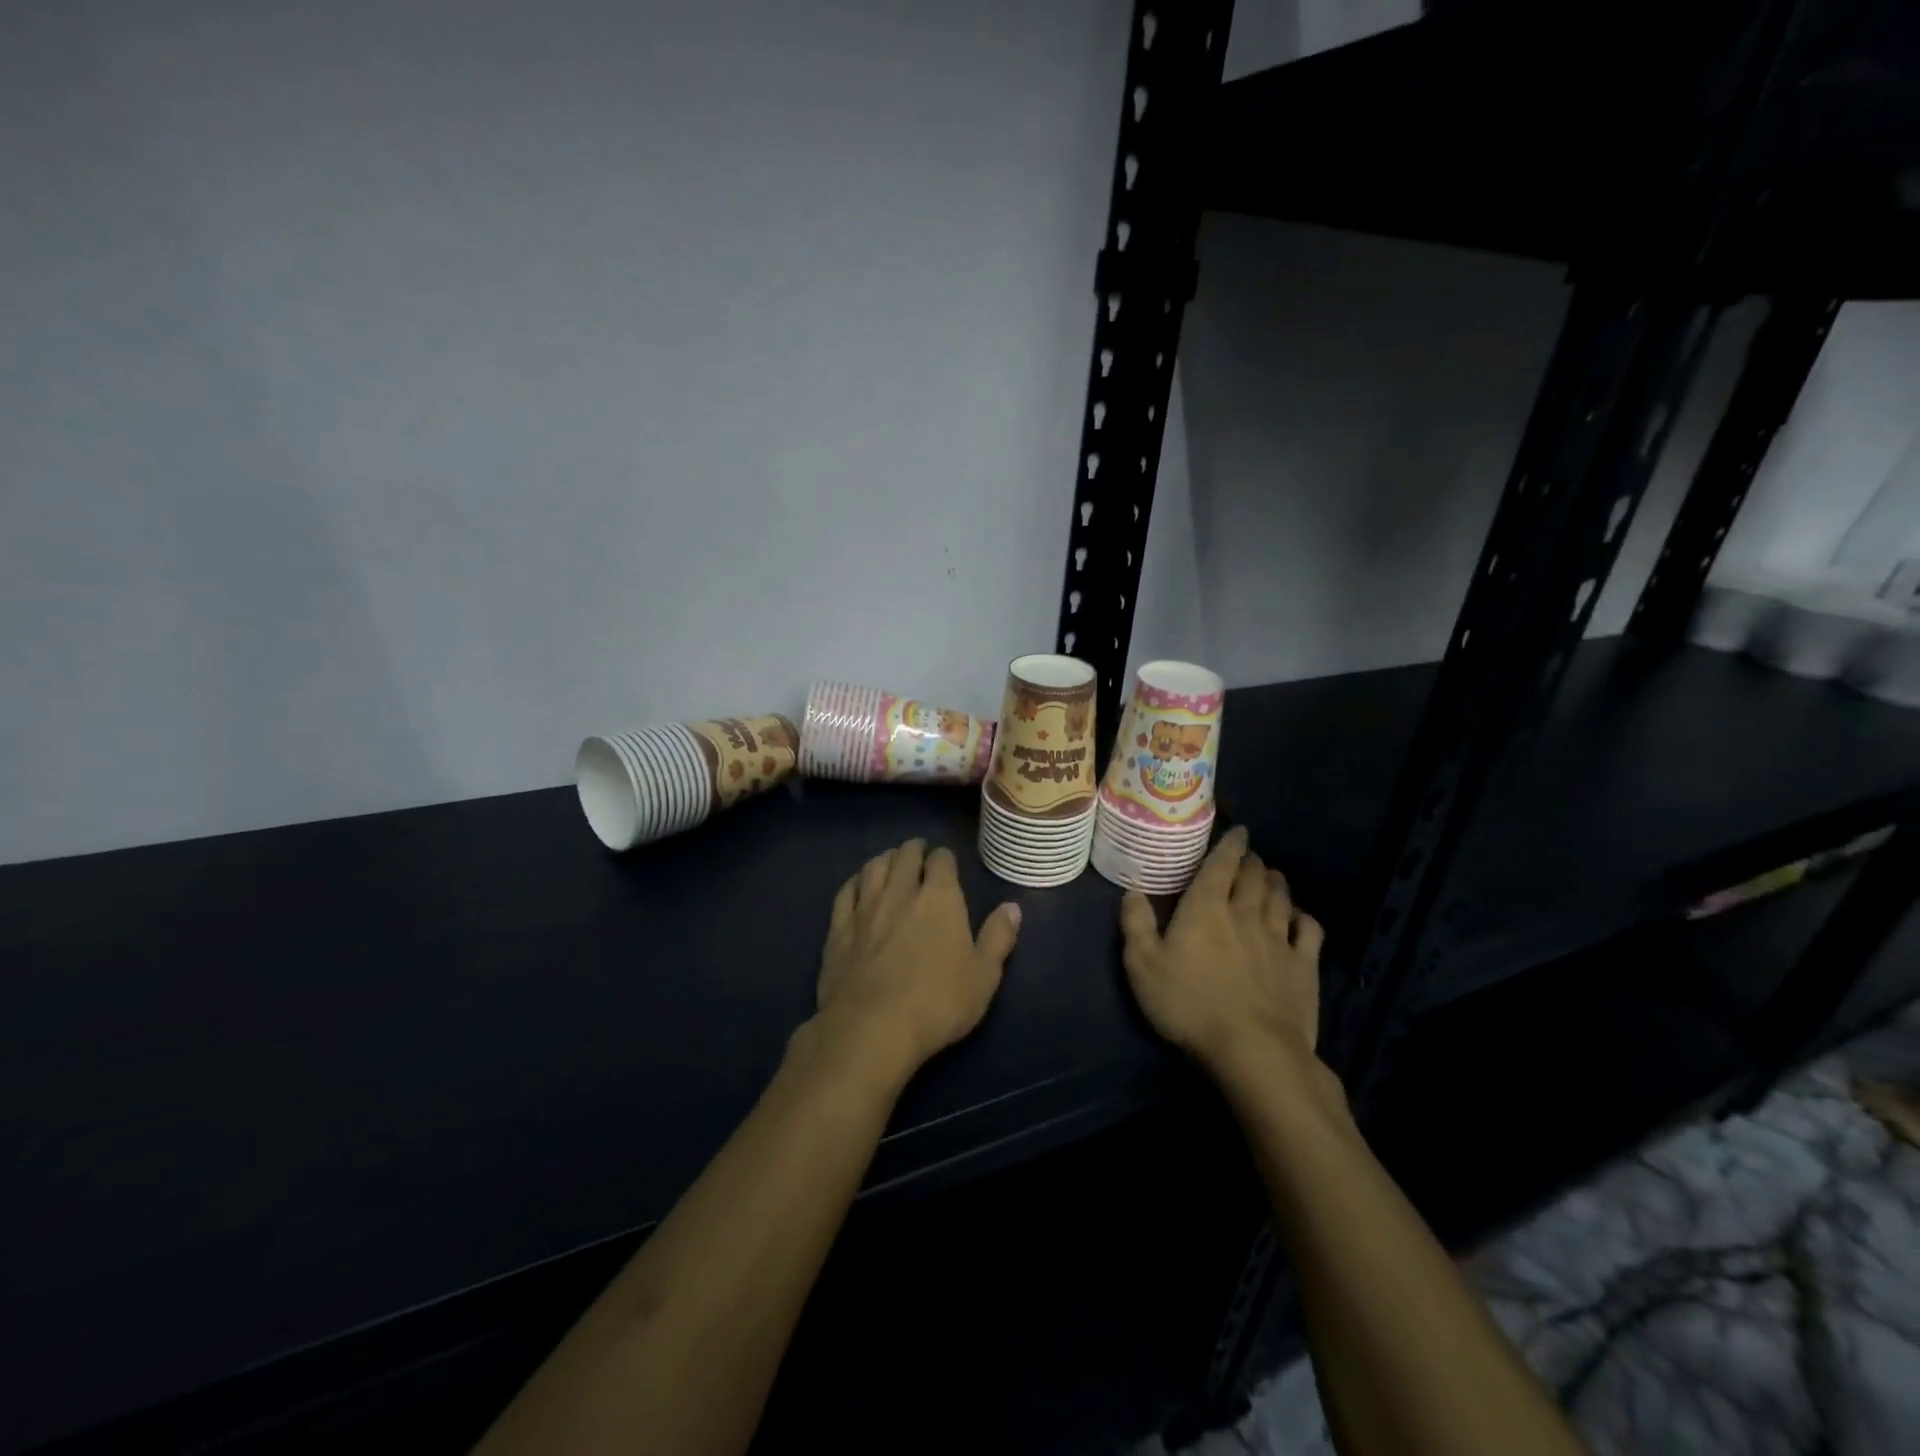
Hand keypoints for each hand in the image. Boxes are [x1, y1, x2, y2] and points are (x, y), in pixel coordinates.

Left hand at [812, 839, 1021, 1083]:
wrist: (871, 1028)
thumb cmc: (937, 1003)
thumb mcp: (983, 976)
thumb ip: (998, 937)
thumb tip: (1013, 907)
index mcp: (940, 898)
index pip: (942, 860)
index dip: (945, 858)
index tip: (946, 863)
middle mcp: (901, 892)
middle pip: (905, 856)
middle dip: (914, 850)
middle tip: (919, 855)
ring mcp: (865, 908)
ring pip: (874, 867)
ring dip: (885, 860)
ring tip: (891, 863)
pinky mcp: (838, 929)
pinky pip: (846, 892)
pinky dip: (855, 882)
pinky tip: (858, 886)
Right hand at [1119, 826, 1324, 1077]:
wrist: (1253, 1049)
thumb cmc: (1190, 1004)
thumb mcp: (1143, 966)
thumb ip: (1136, 925)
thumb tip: (1131, 891)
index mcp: (1206, 907)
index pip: (1221, 864)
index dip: (1231, 844)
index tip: (1239, 831)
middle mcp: (1245, 913)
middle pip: (1253, 877)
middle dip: (1252, 862)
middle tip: (1250, 857)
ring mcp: (1279, 938)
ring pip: (1280, 897)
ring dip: (1275, 882)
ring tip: (1272, 875)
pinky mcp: (1303, 965)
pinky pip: (1309, 930)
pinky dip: (1303, 917)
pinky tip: (1299, 917)